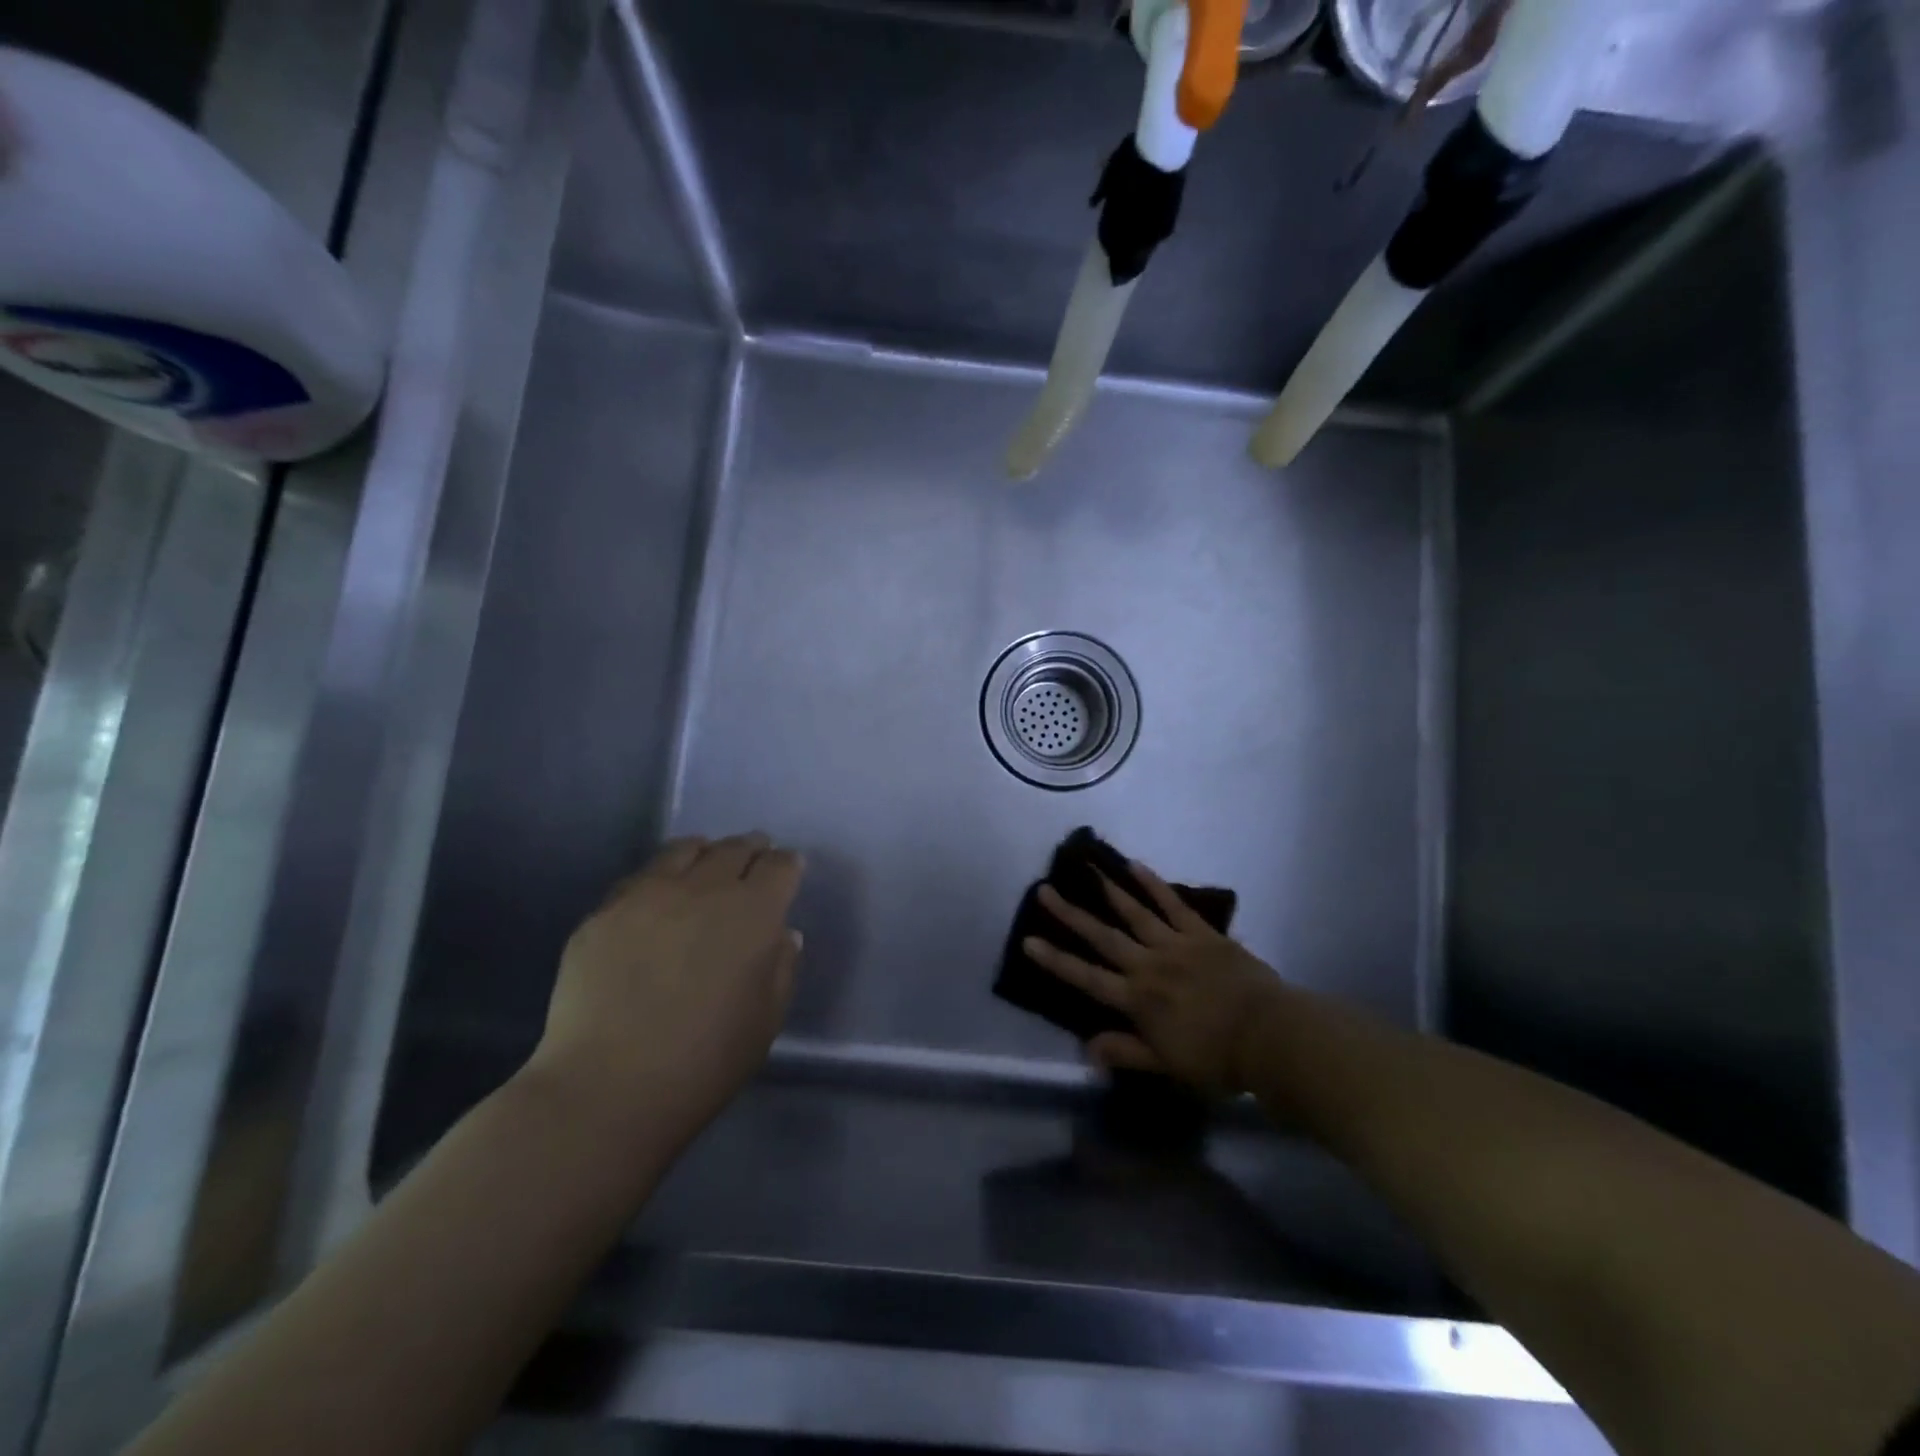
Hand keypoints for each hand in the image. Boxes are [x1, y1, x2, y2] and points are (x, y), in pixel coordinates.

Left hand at [529, 834, 803, 1142]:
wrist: (607, 1089)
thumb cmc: (705, 1062)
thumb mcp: (766, 1021)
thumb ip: (782, 968)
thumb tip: (782, 934)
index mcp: (753, 912)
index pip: (779, 866)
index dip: (786, 864)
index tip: (787, 870)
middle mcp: (704, 888)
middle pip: (733, 849)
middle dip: (750, 850)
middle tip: (753, 857)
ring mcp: (648, 895)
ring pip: (683, 850)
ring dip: (704, 853)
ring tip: (705, 865)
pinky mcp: (604, 912)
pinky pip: (640, 878)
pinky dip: (660, 877)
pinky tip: (657, 899)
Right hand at [1025, 861, 1287, 1096]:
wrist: (1271, 1037)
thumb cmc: (1218, 1058)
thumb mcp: (1167, 1065)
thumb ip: (1126, 1052)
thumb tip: (1086, 1049)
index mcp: (1138, 999)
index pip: (1087, 978)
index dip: (1056, 960)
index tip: (1028, 940)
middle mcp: (1149, 965)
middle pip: (1103, 937)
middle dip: (1071, 915)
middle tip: (1045, 890)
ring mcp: (1176, 944)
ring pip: (1134, 913)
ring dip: (1108, 891)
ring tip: (1086, 868)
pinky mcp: (1202, 933)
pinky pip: (1174, 904)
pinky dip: (1154, 885)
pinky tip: (1136, 866)